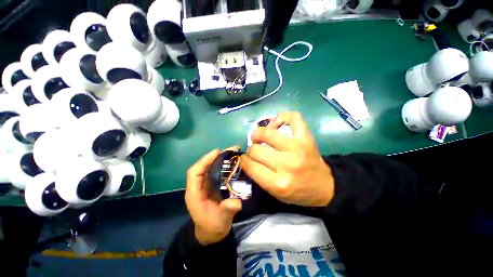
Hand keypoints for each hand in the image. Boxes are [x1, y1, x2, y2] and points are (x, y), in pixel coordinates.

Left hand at [185, 148, 241, 245]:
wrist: (212, 232)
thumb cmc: (212, 227)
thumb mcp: (220, 221)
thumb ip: (226, 211)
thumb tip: (236, 202)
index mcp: (195, 194)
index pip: (194, 173)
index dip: (204, 161)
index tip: (216, 153)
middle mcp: (199, 186)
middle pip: (203, 167)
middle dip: (215, 157)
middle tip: (229, 149)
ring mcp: (206, 185)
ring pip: (210, 167)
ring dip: (220, 158)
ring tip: (232, 152)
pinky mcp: (213, 185)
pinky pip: (217, 171)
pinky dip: (224, 164)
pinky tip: (233, 161)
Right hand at [240, 112, 333, 206]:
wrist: (324, 186)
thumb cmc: (298, 192)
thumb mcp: (274, 193)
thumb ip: (258, 176)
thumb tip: (247, 157)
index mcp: (278, 183)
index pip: (249, 165)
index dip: (243, 160)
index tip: (245, 159)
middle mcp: (287, 164)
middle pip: (256, 149)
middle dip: (251, 150)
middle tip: (255, 151)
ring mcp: (298, 148)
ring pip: (267, 133)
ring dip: (258, 134)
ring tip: (259, 136)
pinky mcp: (306, 138)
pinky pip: (292, 118)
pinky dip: (281, 117)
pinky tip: (276, 126)